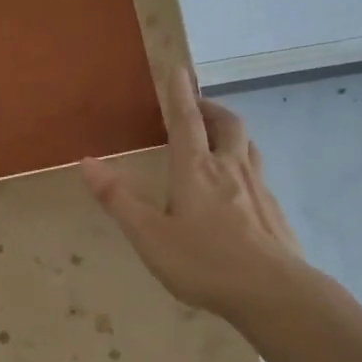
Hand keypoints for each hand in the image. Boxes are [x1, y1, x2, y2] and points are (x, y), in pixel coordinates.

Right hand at [81, 67, 305, 320]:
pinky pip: (258, 174)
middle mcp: (230, 168)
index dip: (179, 93)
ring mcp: (258, 188)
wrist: (275, 293)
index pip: (186, 120)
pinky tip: (238, 191)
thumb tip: (87, 163)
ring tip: (218, 140)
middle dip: (210, 108)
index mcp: (196, 169)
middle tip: (197, 107)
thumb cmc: (205, 262)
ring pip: (248, 145)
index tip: (178, 68)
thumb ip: (119, 199)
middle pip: (227, 124)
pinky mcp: (274, 211)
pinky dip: (244, 165)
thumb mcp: (150, 235)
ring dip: (231, 133)